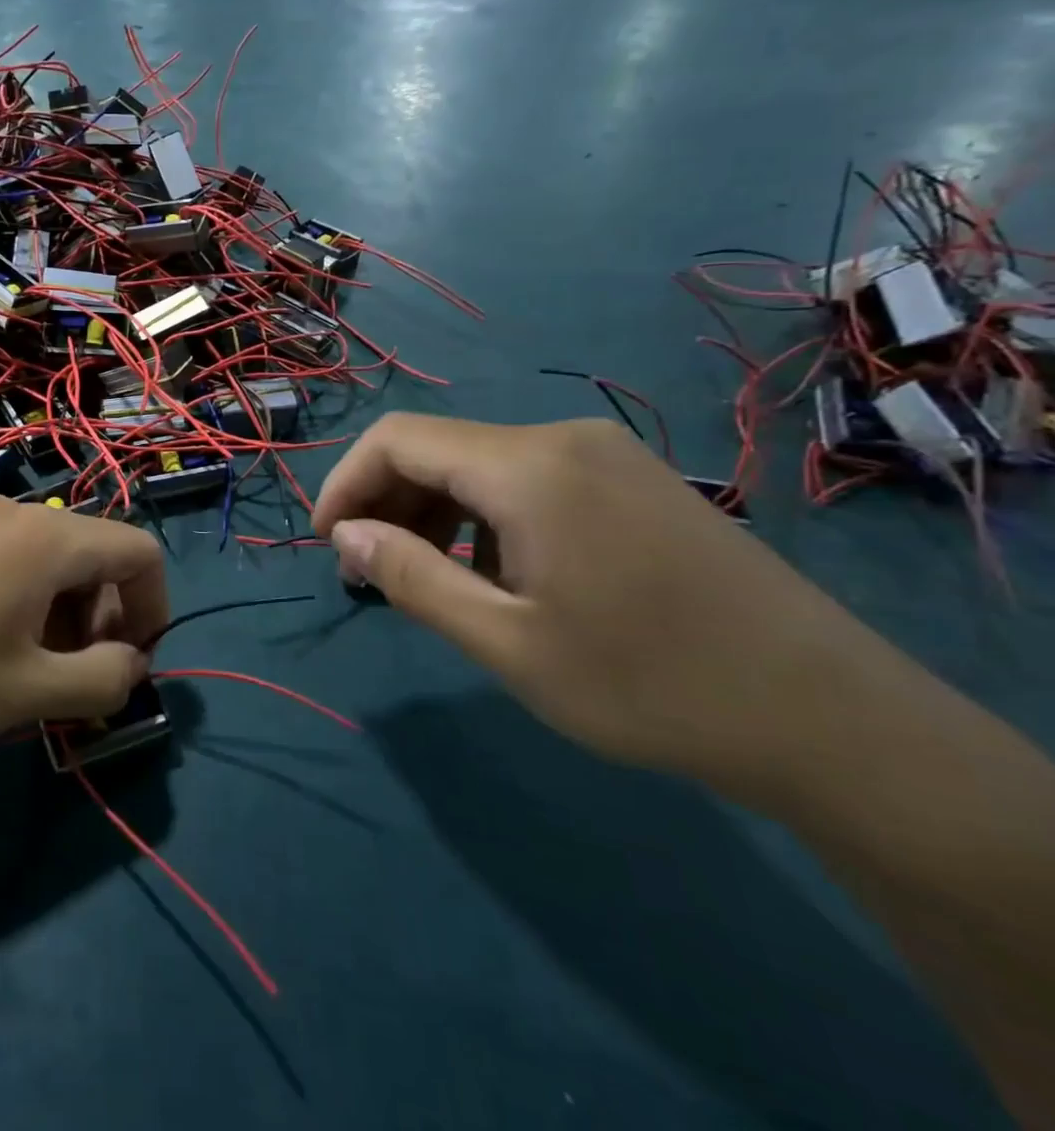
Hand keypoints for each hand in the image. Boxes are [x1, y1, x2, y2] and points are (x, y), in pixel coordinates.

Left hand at [0, 497, 165, 765]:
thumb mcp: (25, 694)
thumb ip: (100, 680)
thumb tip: (131, 665)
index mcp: (47, 538)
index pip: (139, 551)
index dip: (154, 608)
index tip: (130, 666)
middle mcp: (14, 515)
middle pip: (93, 557)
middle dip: (102, 621)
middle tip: (72, 686)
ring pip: (46, 565)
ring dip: (59, 620)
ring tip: (23, 682)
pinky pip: (4, 566)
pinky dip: (19, 608)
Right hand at [312, 414, 900, 804]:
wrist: (830, 718)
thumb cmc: (648, 683)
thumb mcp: (506, 642)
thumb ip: (409, 577)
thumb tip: (343, 534)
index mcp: (527, 466)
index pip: (398, 439)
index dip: (345, 482)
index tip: (327, 543)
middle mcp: (561, 438)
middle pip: (437, 447)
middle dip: (385, 501)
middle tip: (368, 571)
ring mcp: (603, 454)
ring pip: (479, 463)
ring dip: (431, 511)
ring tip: (423, 578)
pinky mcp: (629, 480)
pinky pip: (525, 479)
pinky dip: (481, 515)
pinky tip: (493, 573)